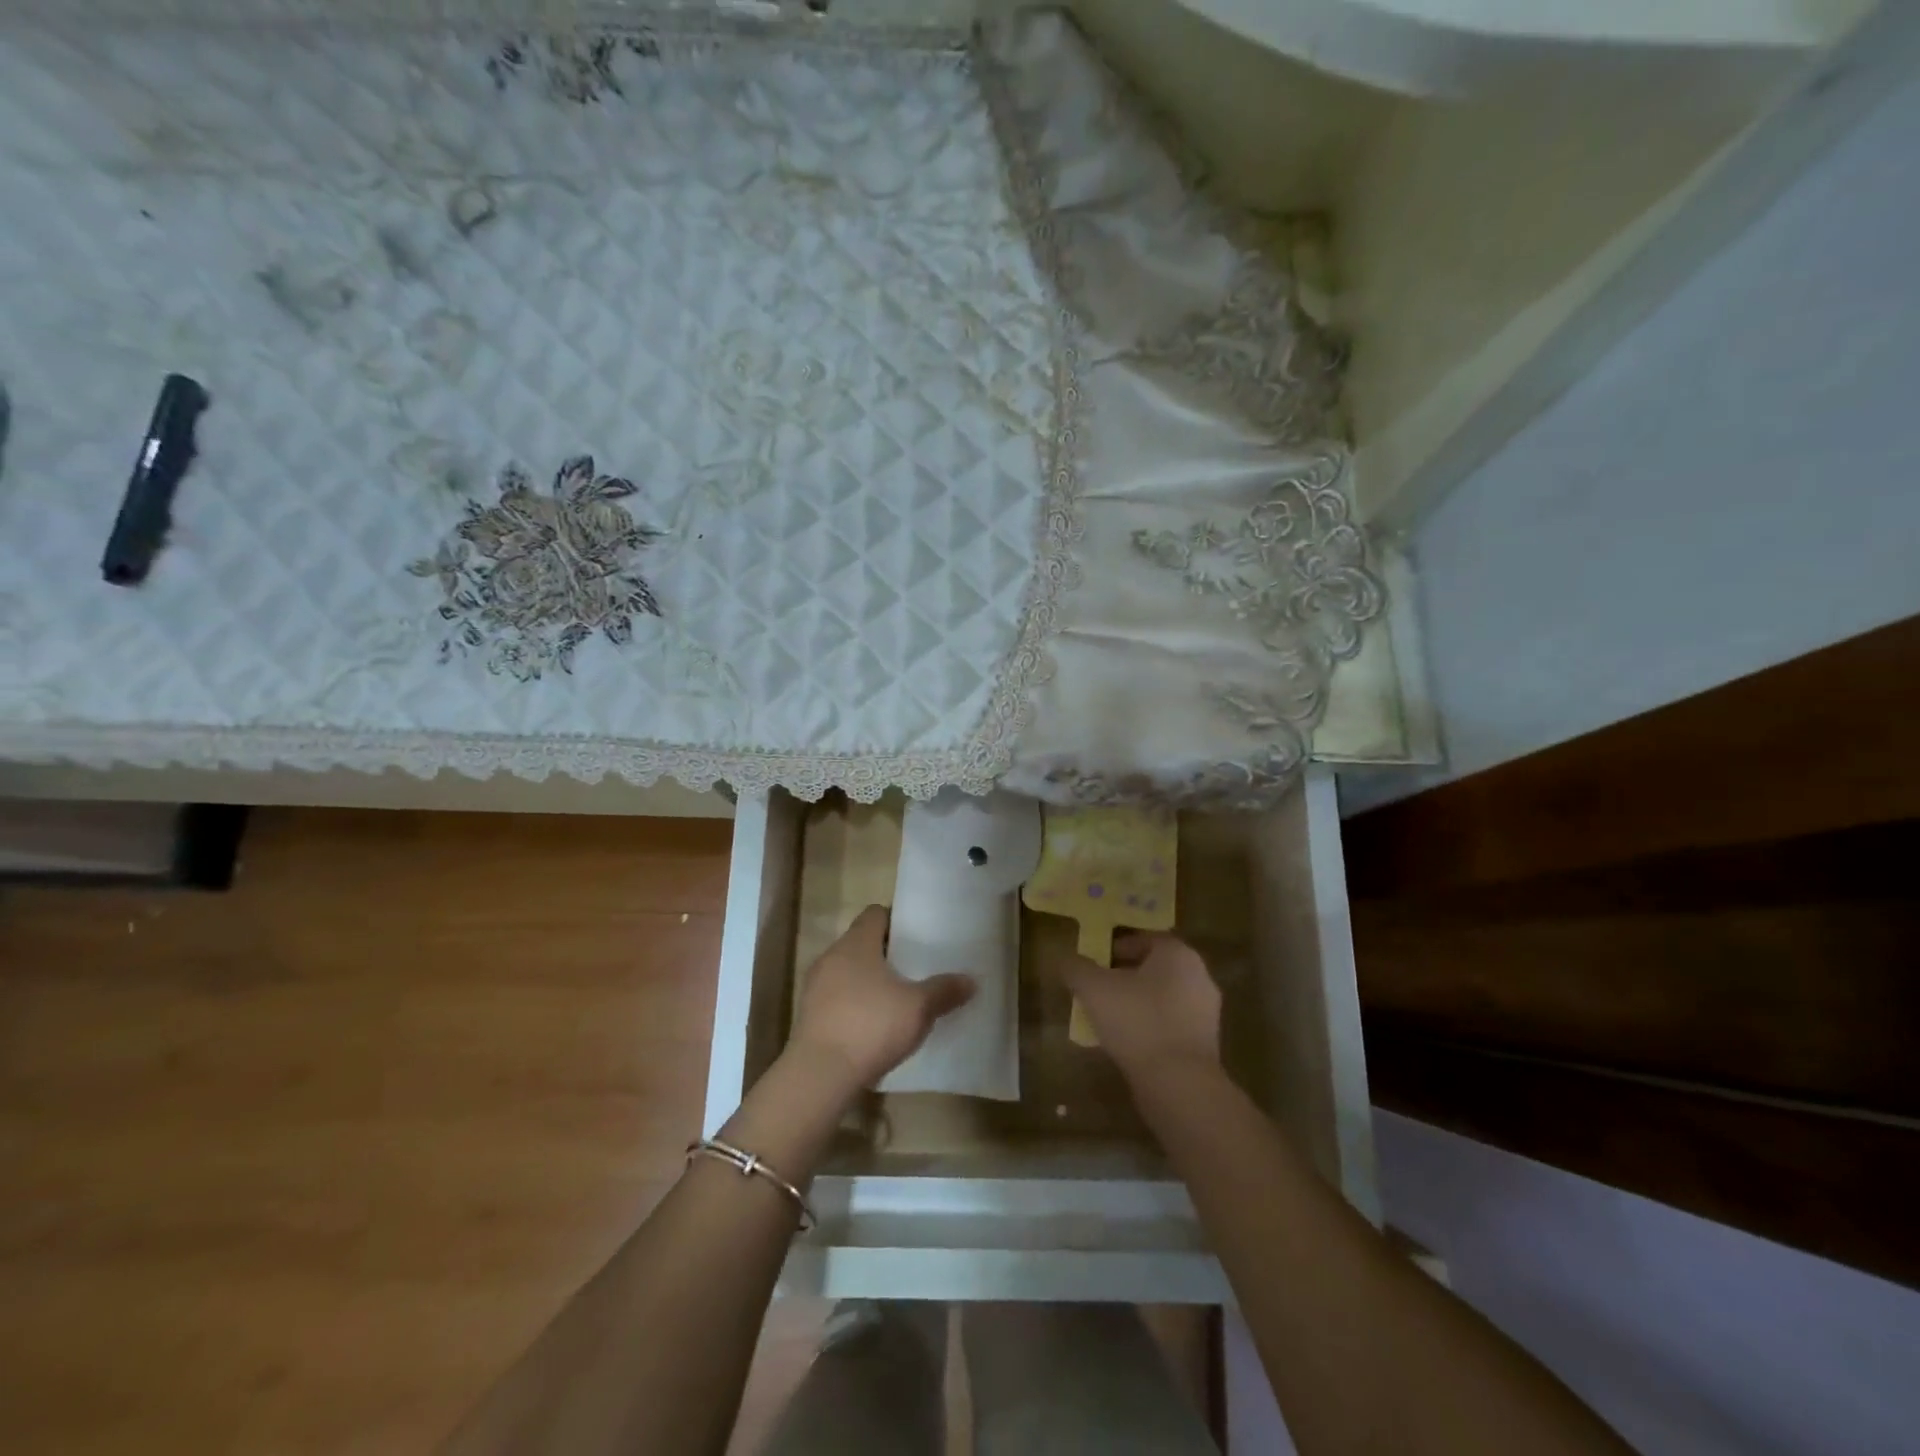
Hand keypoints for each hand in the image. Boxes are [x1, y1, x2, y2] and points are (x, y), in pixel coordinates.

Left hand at [788, 905, 975, 1096]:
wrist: (820, 1074)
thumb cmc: (872, 1026)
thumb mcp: (919, 1008)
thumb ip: (945, 990)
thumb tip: (972, 980)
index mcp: (856, 943)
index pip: (875, 913)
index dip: (896, 921)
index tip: (916, 937)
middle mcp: (832, 956)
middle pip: (861, 942)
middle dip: (885, 953)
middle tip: (913, 968)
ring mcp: (815, 986)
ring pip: (847, 971)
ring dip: (868, 980)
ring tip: (896, 999)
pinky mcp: (808, 1015)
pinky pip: (836, 997)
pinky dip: (854, 1004)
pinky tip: (873, 1026)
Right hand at [1059, 932, 1221, 1084]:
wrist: (1178, 1084)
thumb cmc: (1136, 1021)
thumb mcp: (1093, 988)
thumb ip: (1075, 967)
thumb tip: (1063, 958)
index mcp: (1177, 954)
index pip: (1145, 939)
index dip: (1116, 947)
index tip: (1095, 962)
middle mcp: (1199, 976)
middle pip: (1155, 968)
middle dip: (1126, 975)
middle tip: (1098, 987)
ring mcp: (1206, 1012)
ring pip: (1163, 997)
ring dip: (1137, 1002)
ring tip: (1108, 1017)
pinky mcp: (1205, 1044)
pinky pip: (1171, 1024)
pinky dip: (1150, 1026)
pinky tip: (1128, 1042)